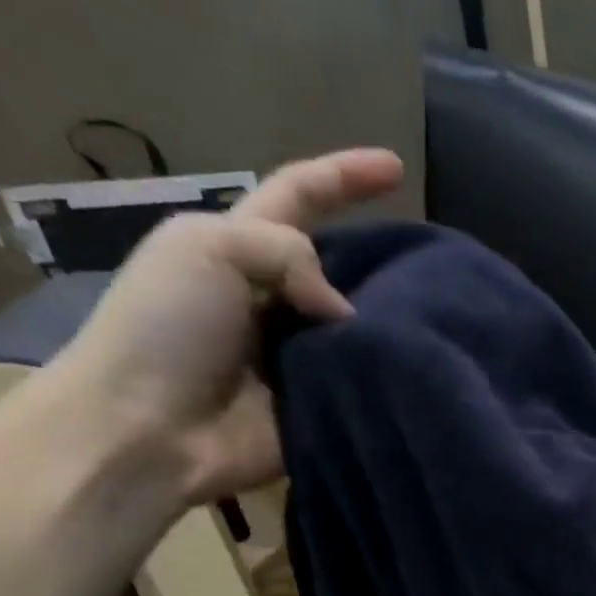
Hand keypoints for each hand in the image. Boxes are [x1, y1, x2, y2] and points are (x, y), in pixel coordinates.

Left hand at [51, 148, 403, 503]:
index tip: (396, 166)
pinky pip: (365, 384)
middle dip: (385, 262)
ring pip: (364, 328)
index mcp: (242, 249)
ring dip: (394, 323)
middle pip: (344, 267)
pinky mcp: (321, 406)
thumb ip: (286, 253)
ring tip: (444, 321)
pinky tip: (426, 370)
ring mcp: (303, 356)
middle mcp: (278, 299)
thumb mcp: (206, 250)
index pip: (301, 197)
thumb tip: (346, 314)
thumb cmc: (165, 329)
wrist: (151, 429)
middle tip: (438, 270)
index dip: (345, 177)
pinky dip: (390, 378)